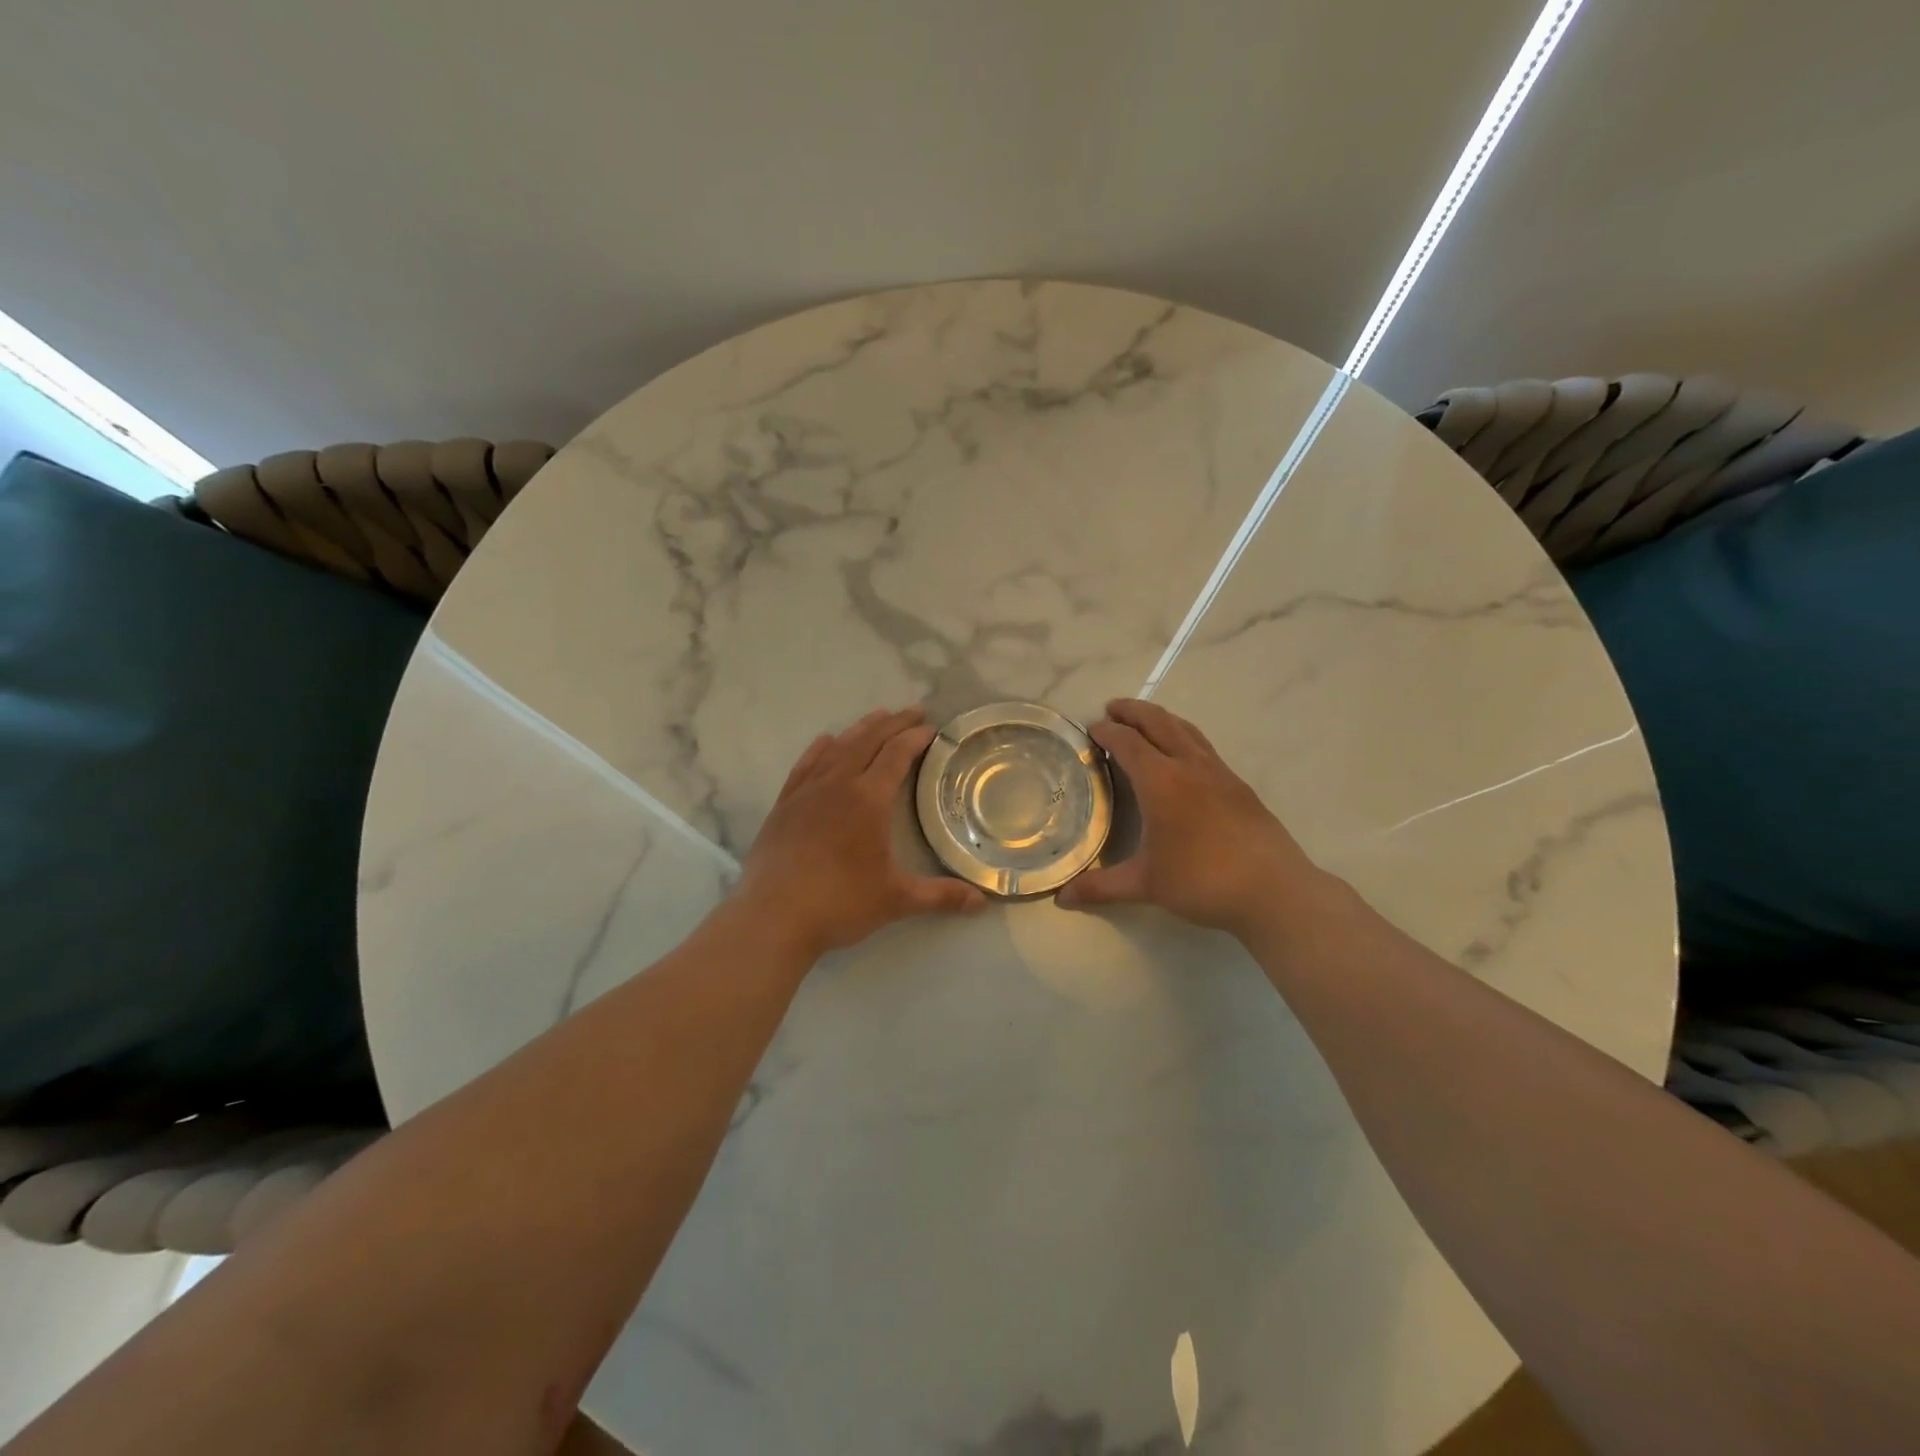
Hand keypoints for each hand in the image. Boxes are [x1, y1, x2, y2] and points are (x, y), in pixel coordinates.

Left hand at [735, 707, 986, 960]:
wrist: (772, 917)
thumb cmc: (839, 903)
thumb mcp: (896, 900)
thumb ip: (940, 896)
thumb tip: (983, 902)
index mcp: (868, 799)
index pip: (896, 755)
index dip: (915, 738)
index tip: (931, 728)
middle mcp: (837, 784)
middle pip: (868, 741)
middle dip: (893, 723)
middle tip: (913, 711)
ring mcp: (806, 792)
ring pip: (837, 747)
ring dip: (860, 729)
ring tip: (877, 718)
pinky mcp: (784, 804)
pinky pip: (806, 764)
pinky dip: (821, 748)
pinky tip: (826, 741)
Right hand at [1055, 699, 1332, 940]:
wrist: (1273, 890)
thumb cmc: (1201, 881)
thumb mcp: (1145, 885)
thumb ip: (1100, 887)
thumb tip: (1062, 898)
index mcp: (1161, 781)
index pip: (1127, 742)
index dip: (1106, 731)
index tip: (1091, 729)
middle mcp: (1189, 766)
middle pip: (1158, 722)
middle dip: (1133, 710)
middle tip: (1112, 708)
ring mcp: (1219, 773)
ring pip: (1186, 729)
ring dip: (1161, 719)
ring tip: (1145, 722)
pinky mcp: (1239, 786)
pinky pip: (1204, 747)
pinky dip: (1184, 737)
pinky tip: (1182, 757)